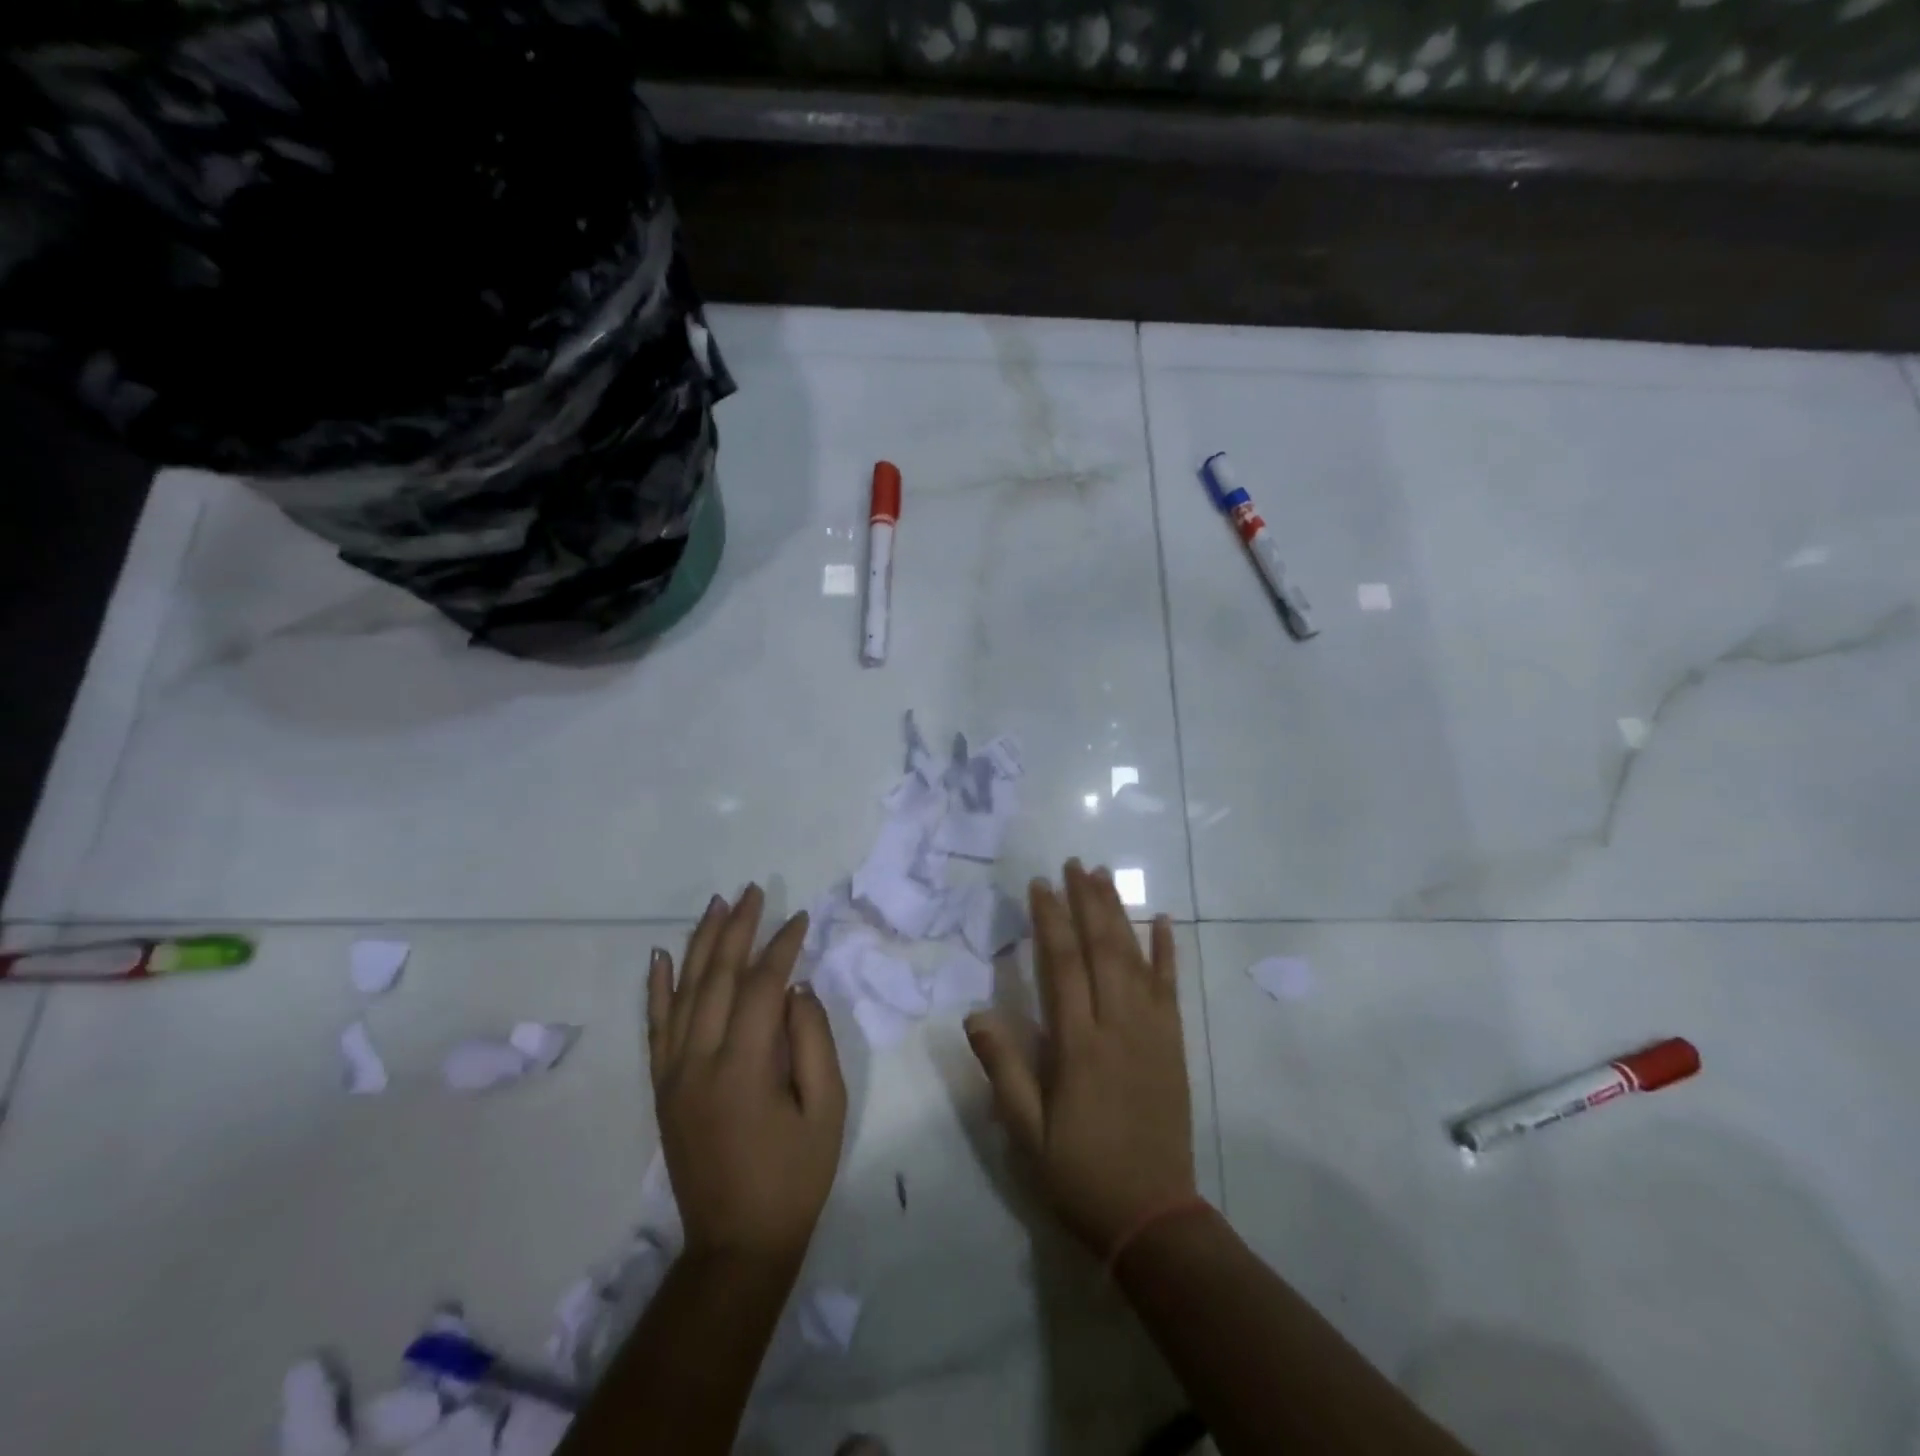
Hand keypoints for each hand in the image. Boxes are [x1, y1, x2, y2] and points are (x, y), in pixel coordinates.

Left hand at [648, 886, 847, 1265]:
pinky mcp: (662, 1088)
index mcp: (744, 1067)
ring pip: (683, 993)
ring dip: (700, 944)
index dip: (782, 947)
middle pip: (716, 977)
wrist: (736, 1244)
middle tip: (752, 891)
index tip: (801, 918)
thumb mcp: (827, 1109)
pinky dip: (657, 988)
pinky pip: (655, 1027)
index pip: (760, 986)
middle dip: (737, 929)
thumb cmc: (794, 1176)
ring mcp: (673, 1074)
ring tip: (716, 905)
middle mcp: (699, 1061)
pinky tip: (661, 956)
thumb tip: (796, 988)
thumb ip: (812, 1041)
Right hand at [965, 860, 1197, 1256]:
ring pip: (1136, 957)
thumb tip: (975, 1013)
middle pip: (1102, 948)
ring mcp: (1152, 1031)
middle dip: (1086, 901)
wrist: (1154, 1216)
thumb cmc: (1080, 1173)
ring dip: (1119, 912)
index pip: (1062, 965)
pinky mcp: (1174, 1044)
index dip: (1049, 920)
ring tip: (1104, 876)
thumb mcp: (1027, 1134)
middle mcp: (1119, 1026)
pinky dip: (1167, 951)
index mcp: (1079, 1045)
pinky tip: (1163, 921)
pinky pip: (1171, 987)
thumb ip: (1004, 1070)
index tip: (1040, 885)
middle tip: (1073, 863)